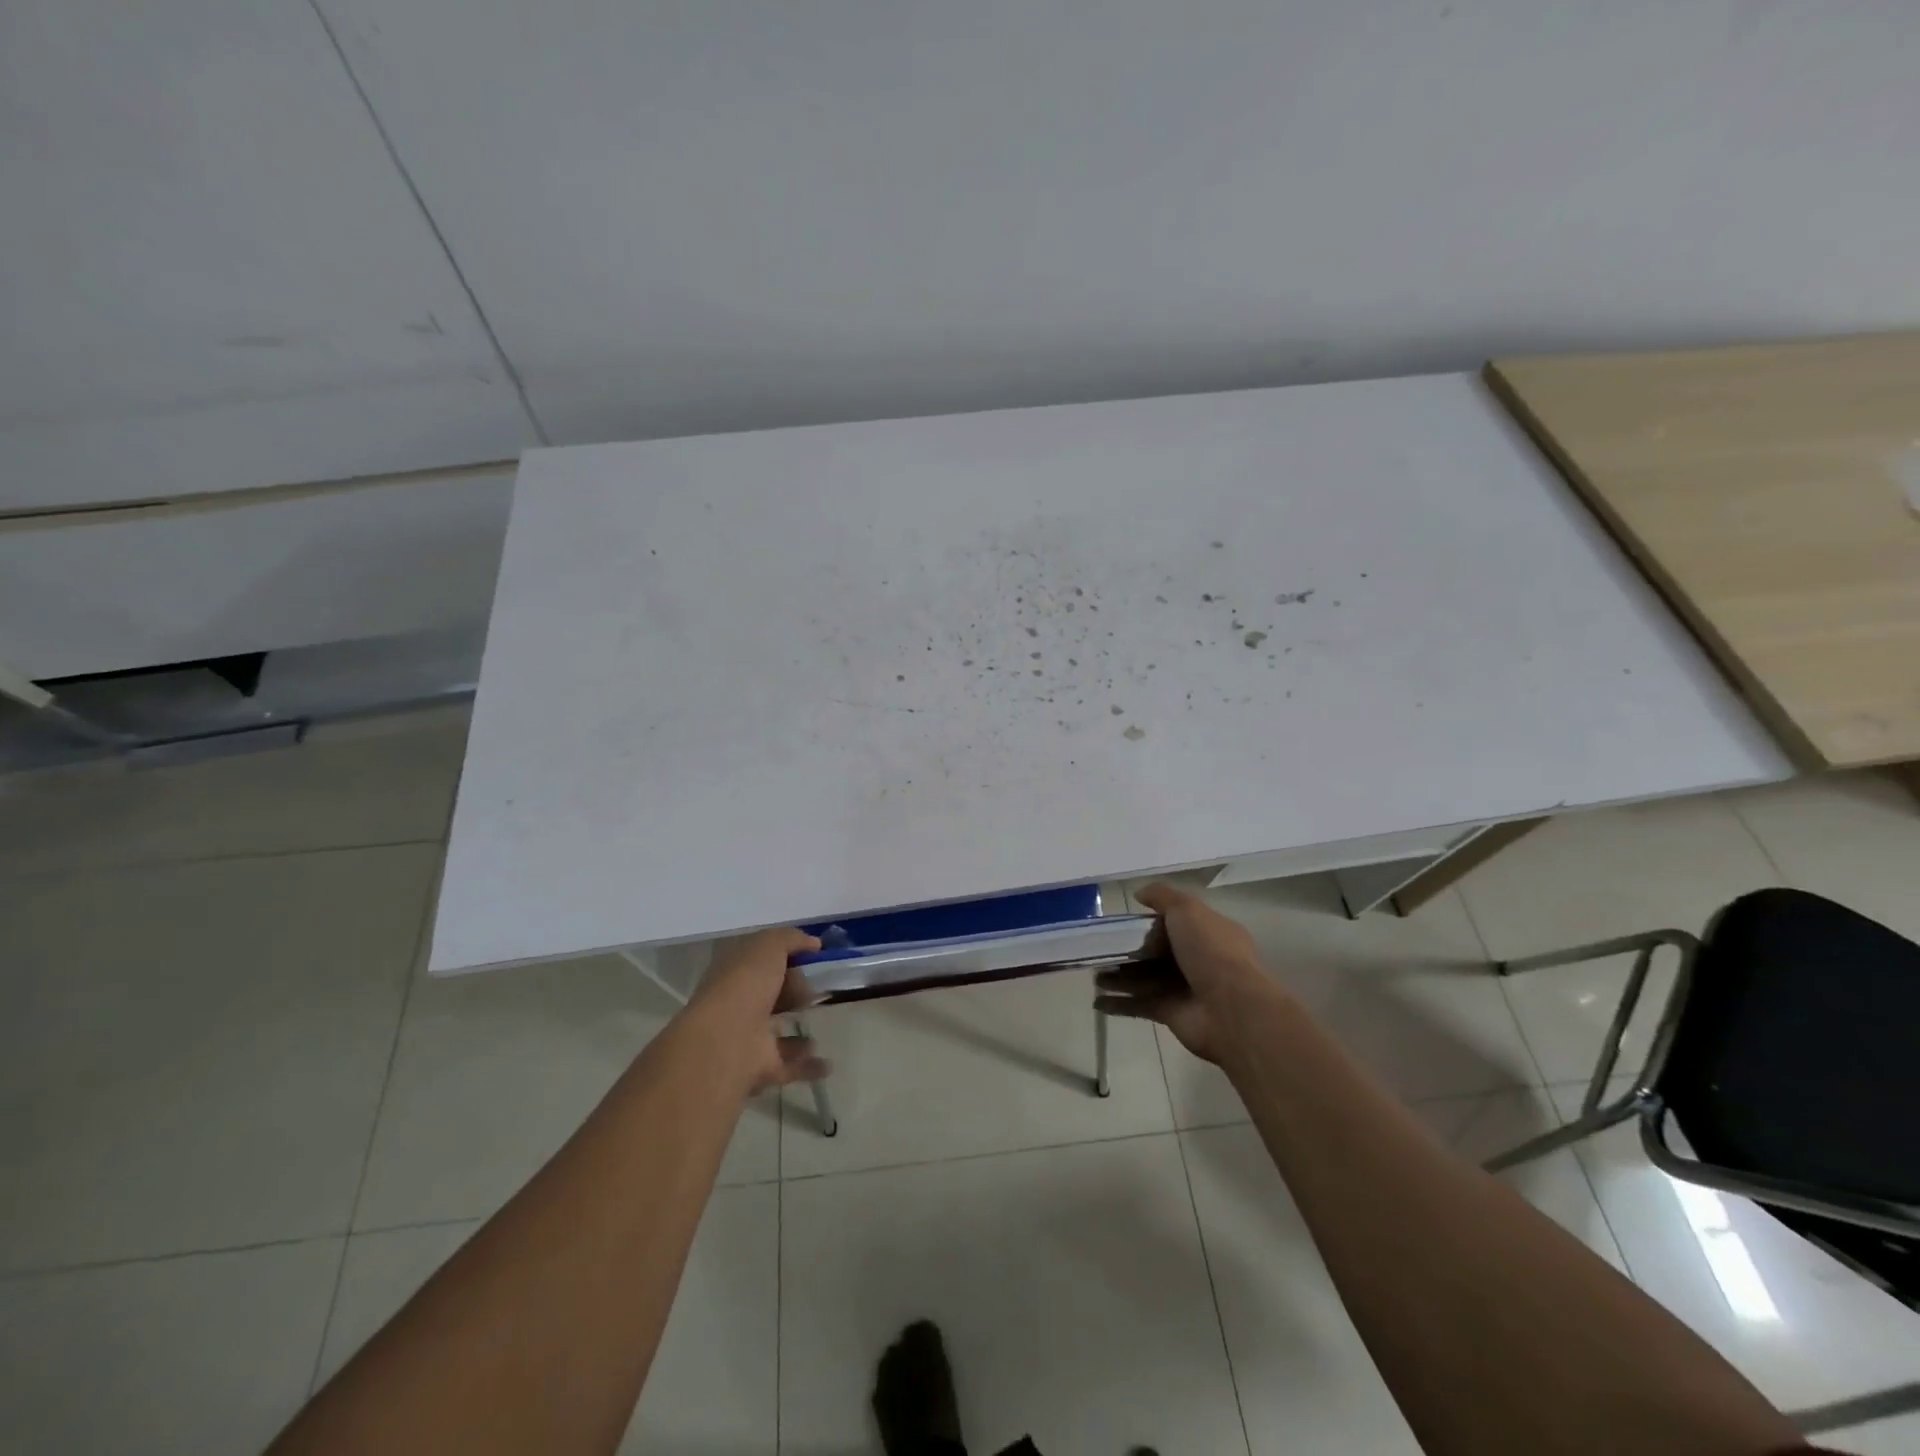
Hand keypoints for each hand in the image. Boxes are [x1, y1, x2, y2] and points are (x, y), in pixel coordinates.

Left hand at [687, 928, 831, 1094]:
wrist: (725, 1042)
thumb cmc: (745, 984)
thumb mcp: (768, 945)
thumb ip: (791, 939)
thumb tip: (814, 943)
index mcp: (734, 972)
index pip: (760, 960)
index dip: (786, 955)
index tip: (814, 956)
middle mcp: (738, 1004)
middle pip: (770, 995)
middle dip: (793, 991)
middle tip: (817, 988)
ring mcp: (747, 1038)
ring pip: (775, 1031)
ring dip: (797, 1031)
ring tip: (821, 1020)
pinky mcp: (760, 1068)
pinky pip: (789, 1066)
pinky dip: (808, 1066)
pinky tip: (828, 1064)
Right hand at [1094, 882, 1286, 1063]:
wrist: (1231, 1009)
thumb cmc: (1211, 952)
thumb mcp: (1187, 910)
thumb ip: (1162, 897)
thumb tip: (1139, 894)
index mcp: (1208, 932)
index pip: (1176, 922)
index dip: (1151, 920)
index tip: (1124, 921)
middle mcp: (1198, 959)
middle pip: (1157, 952)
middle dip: (1129, 951)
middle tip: (1101, 948)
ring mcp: (1184, 988)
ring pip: (1145, 978)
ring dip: (1119, 977)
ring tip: (1094, 973)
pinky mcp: (1171, 1013)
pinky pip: (1140, 1005)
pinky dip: (1119, 1003)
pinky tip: (1097, 1001)